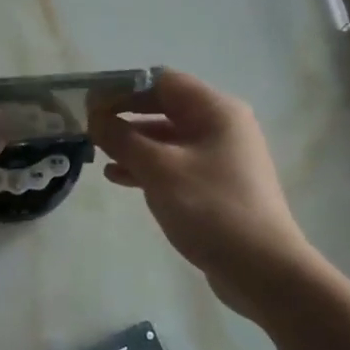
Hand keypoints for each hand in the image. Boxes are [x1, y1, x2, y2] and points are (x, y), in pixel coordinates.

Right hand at [89, 71, 316, 299]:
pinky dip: (146, 166)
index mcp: (216, 111)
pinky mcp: (215, 185)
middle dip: (125, 115)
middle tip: (88, 127)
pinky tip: (119, 178)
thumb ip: (123, 139)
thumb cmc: (211, 208)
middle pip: (164, 107)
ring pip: (167, 138)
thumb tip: (95, 117)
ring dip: (132, 142)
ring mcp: (220, 157)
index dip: (122, 87)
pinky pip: (174, 163)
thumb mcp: (159, 169)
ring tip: (98, 154)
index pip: (162, 81)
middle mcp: (221, 126)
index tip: (89, 103)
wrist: (261, 268)